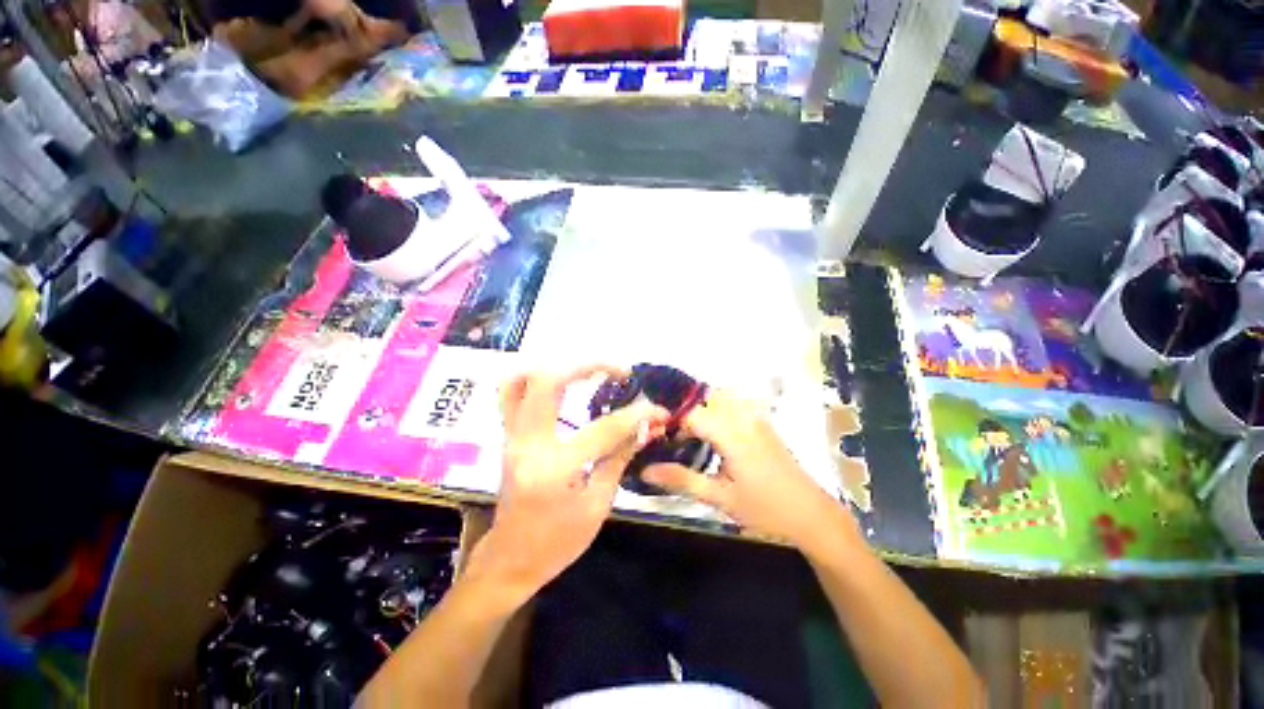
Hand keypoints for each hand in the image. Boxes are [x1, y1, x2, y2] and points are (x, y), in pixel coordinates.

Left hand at [466, 366, 668, 605]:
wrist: (510, 559)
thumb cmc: (558, 542)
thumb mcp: (598, 505)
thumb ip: (620, 457)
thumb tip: (647, 426)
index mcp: (555, 470)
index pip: (604, 429)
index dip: (638, 415)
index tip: (659, 410)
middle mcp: (528, 443)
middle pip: (550, 382)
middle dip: (590, 366)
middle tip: (619, 372)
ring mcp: (512, 436)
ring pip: (522, 379)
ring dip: (559, 366)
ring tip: (589, 371)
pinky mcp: (508, 435)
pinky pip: (510, 392)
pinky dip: (535, 377)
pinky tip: (560, 382)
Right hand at [643, 388, 855, 549]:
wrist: (812, 515)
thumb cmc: (766, 509)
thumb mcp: (720, 498)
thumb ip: (682, 480)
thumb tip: (645, 471)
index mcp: (732, 433)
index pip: (691, 414)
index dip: (671, 424)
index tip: (658, 441)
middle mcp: (744, 417)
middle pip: (704, 401)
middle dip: (685, 415)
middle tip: (671, 439)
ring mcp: (756, 418)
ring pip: (719, 400)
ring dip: (701, 413)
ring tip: (688, 439)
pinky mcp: (762, 424)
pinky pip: (733, 407)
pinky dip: (716, 415)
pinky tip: (711, 440)